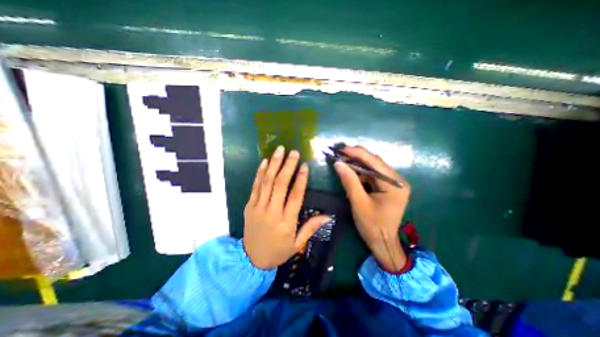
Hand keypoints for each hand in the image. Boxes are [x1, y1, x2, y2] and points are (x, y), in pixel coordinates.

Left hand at [242, 146, 326, 269]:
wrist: (251, 260)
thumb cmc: (278, 252)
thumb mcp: (297, 244)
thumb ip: (311, 228)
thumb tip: (328, 215)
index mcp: (286, 222)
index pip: (295, 196)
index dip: (301, 179)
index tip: (305, 165)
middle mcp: (272, 212)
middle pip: (280, 185)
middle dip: (287, 166)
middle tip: (293, 152)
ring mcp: (258, 207)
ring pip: (267, 182)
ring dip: (274, 164)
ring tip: (279, 150)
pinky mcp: (249, 206)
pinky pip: (255, 187)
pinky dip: (260, 173)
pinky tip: (265, 162)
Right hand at [332, 147, 412, 272]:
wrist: (382, 242)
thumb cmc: (372, 225)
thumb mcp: (358, 203)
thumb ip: (349, 181)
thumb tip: (338, 163)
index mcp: (395, 184)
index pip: (374, 162)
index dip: (357, 153)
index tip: (341, 148)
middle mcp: (397, 180)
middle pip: (375, 162)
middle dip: (356, 157)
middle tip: (340, 152)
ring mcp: (393, 183)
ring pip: (372, 167)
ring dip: (357, 163)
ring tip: (342, 159)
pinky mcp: (387, 187)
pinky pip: (372, 175)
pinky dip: (360, 172)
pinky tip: (350, 170)